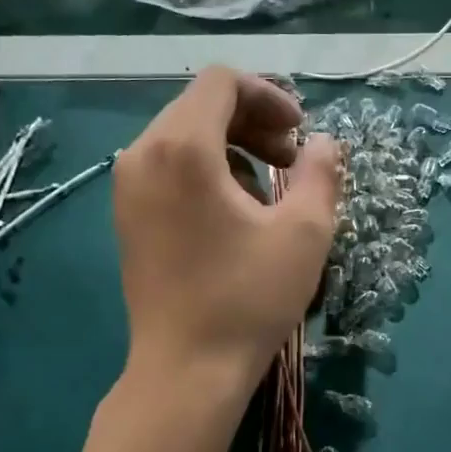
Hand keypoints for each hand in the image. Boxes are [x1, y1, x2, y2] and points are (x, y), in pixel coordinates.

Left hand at [114, 67, 340, 390]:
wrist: (187, 369)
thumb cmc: (249, 297)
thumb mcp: (305, 231)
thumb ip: (321, 172)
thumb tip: (324, 143)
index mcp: (182, 147)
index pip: (222, 82)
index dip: (269, 95)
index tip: (301, 132)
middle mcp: (142, 154)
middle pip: (201, 105)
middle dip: (254, 122)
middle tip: (292, 160)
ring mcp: (127, 186)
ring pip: (184, 135)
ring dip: (233, 146)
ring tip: (269, 188)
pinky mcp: (126, 214)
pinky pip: (169, 165)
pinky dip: (207, 169)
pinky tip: (235, 210)